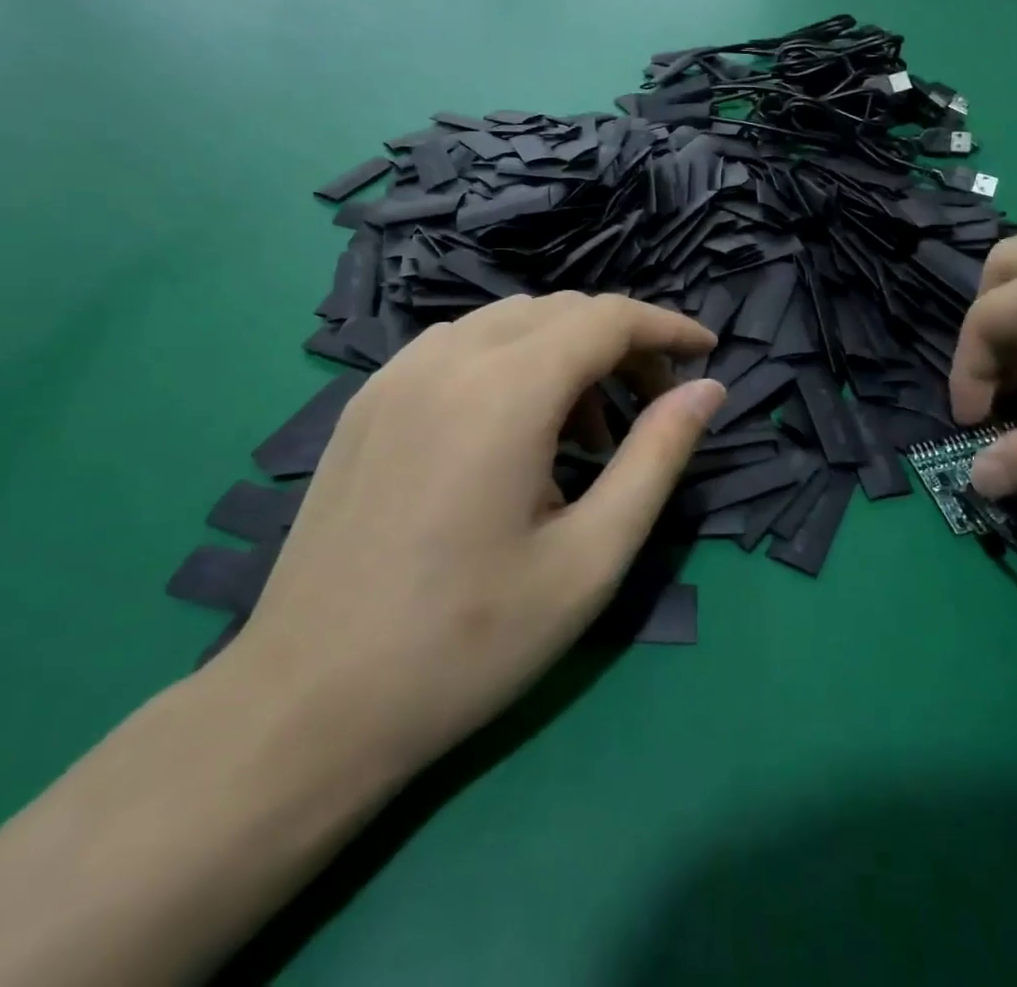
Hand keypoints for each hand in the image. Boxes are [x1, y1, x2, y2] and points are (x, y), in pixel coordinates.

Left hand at [226, 294, 722, 783]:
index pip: (607, 318)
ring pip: (508, 323)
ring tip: (584, 436)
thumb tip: (708, 390)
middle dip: (620, 345)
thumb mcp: (590, 557)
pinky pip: (459, 348)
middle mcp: (447, 358)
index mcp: (505, 390)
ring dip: (564, 354)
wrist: (307, 704)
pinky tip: (513, 435)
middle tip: (652, 409)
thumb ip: (657, 458)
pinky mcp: (367, 400)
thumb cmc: (468, 642)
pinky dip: (510, 365)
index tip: (705, 356)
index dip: (666, 328)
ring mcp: (396, 374)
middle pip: (559, 311)